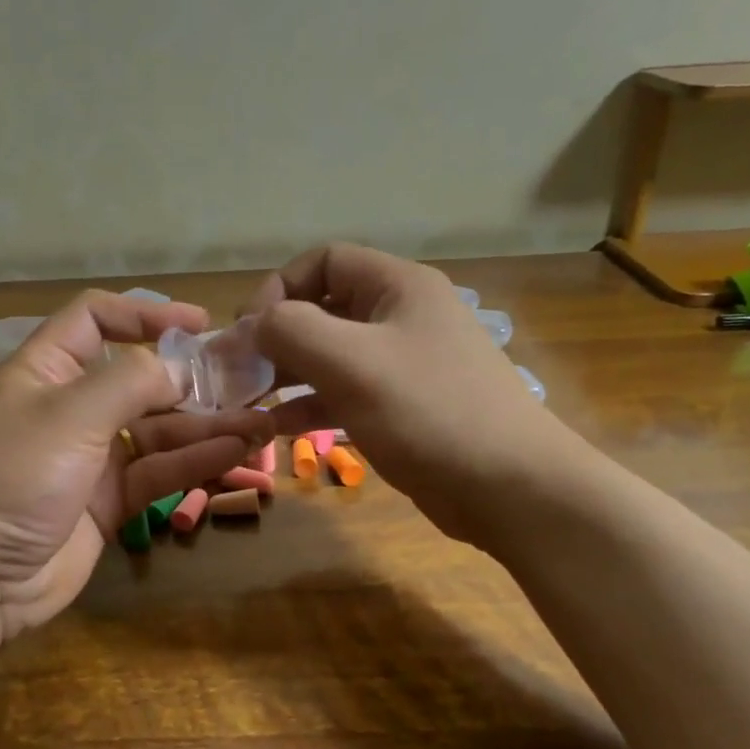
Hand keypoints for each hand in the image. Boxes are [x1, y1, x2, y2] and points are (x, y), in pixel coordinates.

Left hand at [0, 290, 274, 645]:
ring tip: (260, 421)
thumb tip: (181, 369)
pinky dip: (195, 462)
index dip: (145, 313)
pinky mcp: (109, 500)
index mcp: (47, 370)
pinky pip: (159, 471)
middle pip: (139, 379)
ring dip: (206, 424)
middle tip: (247, 381)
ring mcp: (91, 457)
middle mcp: (71, 407)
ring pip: (158, 430)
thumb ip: (131, 382)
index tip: (201, 323)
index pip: (96, 320)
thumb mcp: (70, 413)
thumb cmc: (12, 474)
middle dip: (191, 379)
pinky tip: (236, 452)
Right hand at [247, 243, 557, 544]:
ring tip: (248, 400)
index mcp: (398, 287)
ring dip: (287, 373)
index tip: (249, 330)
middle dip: (277, 336)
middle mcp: (401, 316)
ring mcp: (404, 364)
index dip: (279, 287)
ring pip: (331, 355)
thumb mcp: (350, 362)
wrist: (510, 487)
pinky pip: (345, 392)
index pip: (324, 261)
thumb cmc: (428, 411)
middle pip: (324, 308)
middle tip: (239, 371)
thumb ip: (291, 330)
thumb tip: (254, 324)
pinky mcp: (403, 407)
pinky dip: (310, 404)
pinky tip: (278, 427)